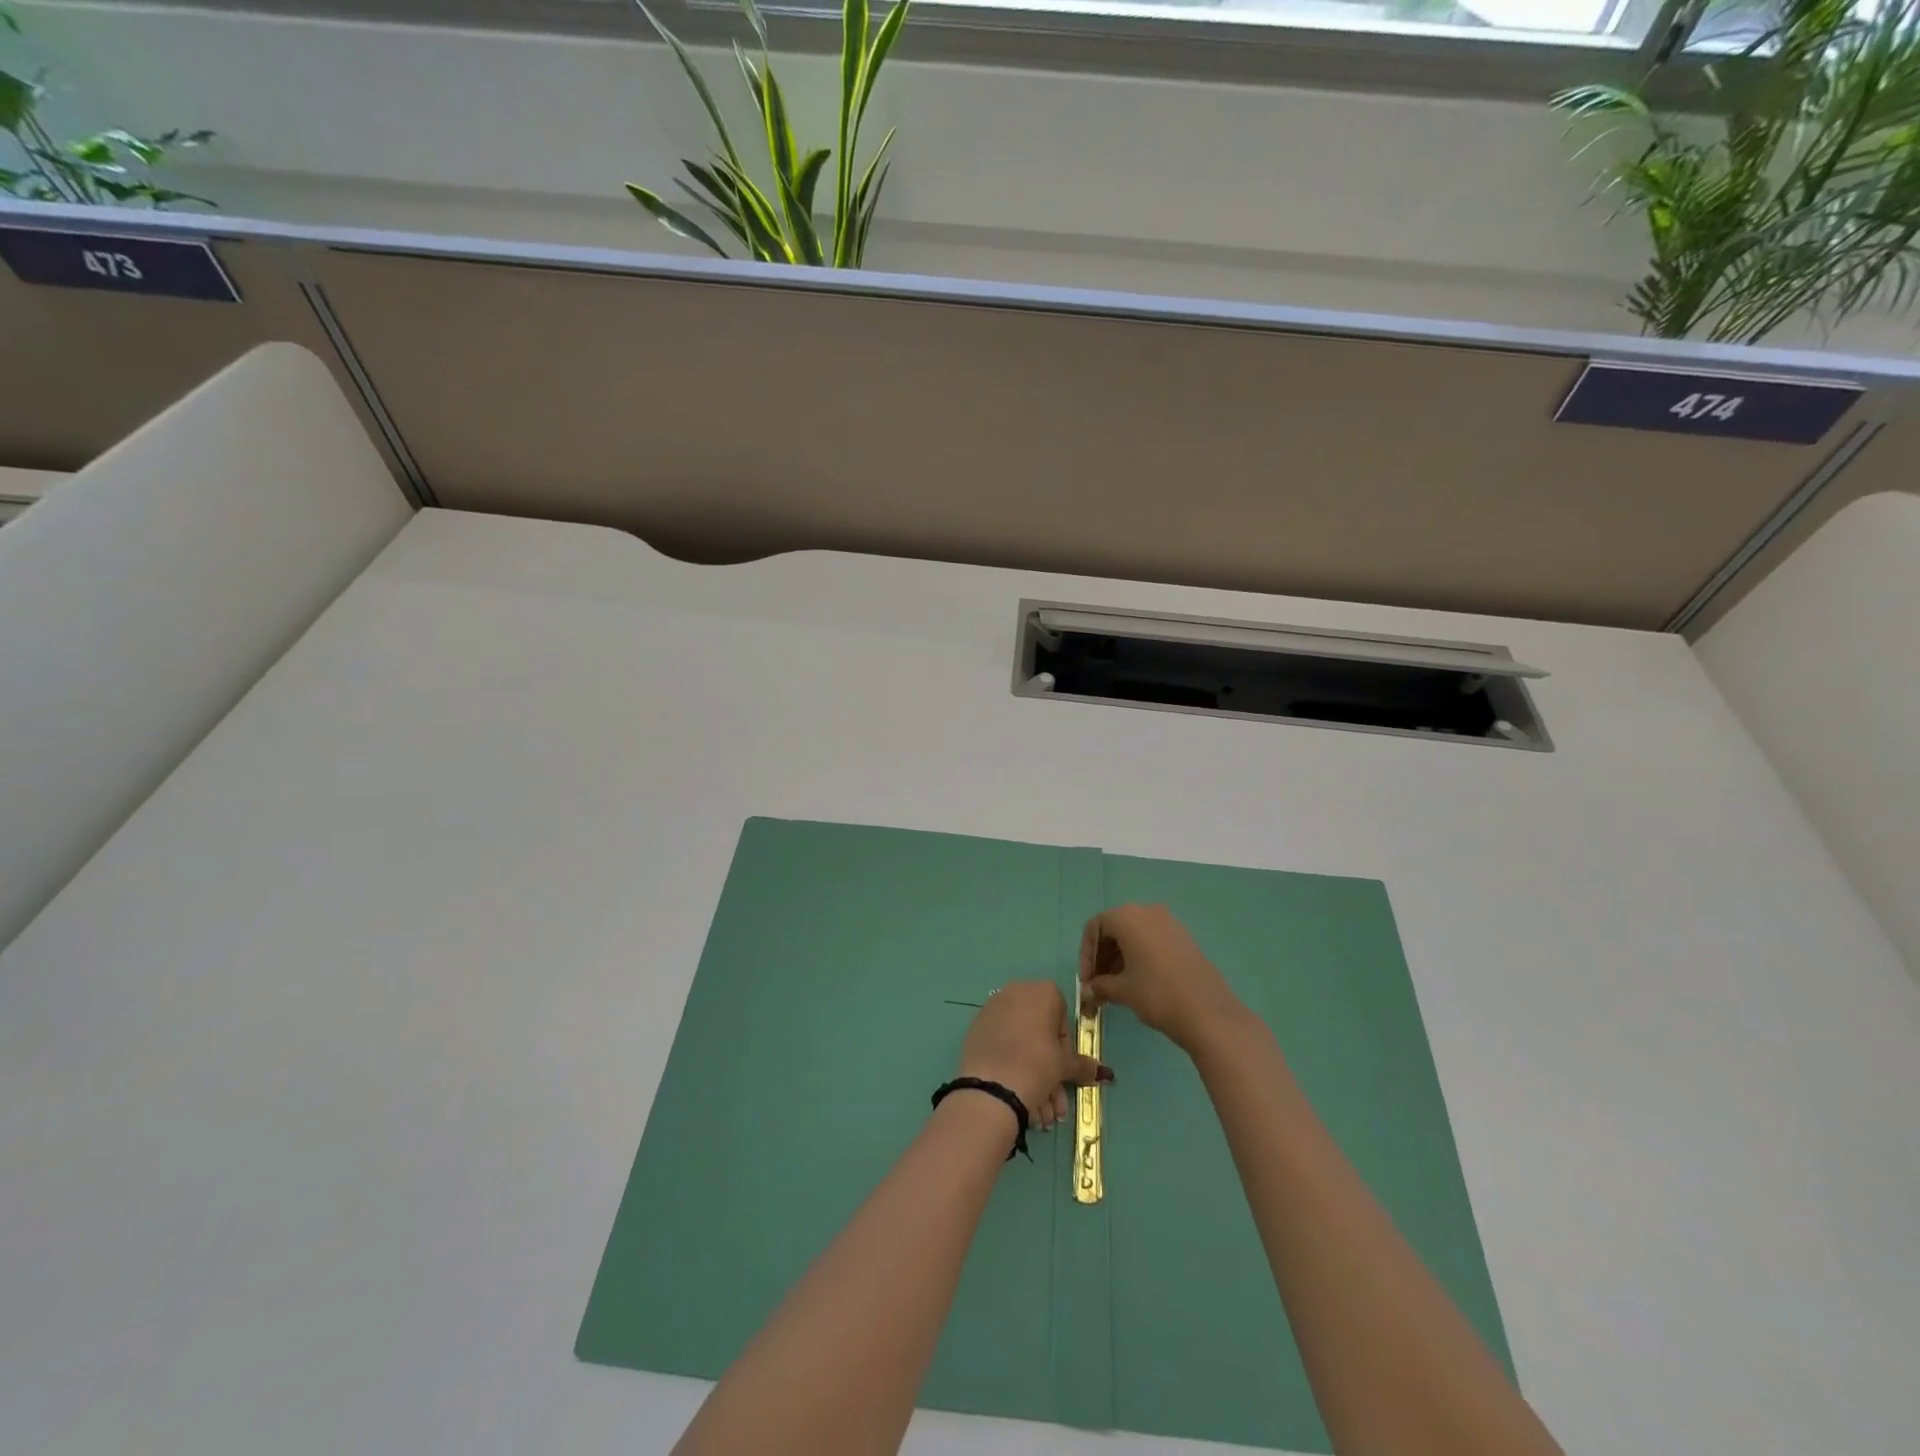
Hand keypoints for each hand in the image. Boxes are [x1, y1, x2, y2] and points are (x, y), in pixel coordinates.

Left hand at [960, 981, 1110, 1131]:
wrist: (992, 1086)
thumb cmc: (1037, 1065)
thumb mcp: (1064, 1066)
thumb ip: (1082, 1065)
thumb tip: (1104, 1072)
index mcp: (1042, 991)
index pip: (1062, 1015)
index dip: (1065, 1045)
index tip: (1063, 1067)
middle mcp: (1016, 992)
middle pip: (1039, 1032)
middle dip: (1050, 1069)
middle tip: (1054, 1103)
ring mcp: (993, 1008)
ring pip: (1021, 1042)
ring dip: (1034, 1077)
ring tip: (1040, 1114)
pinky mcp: (977, 1027)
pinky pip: (1002, 1044)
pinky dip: (1012, 1065)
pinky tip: (1018, 1097)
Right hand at [1080, 903, 1246, 1053]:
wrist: (1208, 1012)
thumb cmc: (1157, 994)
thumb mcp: (1122, 990)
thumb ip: (1100, 985)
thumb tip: (1088, 990)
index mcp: (1128, 917)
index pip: (1095, 927)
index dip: (1086, 954)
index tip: (1086, 981)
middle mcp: (1148, 911)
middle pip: (1114, 928)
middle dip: (1102, 956)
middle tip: (1098, 984)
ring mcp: (1169, 922)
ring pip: (1134, 934)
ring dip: (1120, 957)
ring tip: (1116, 986)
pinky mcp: (1183, 937)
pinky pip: (1152, 939)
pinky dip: (1139, 955)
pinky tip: (1138, 981)